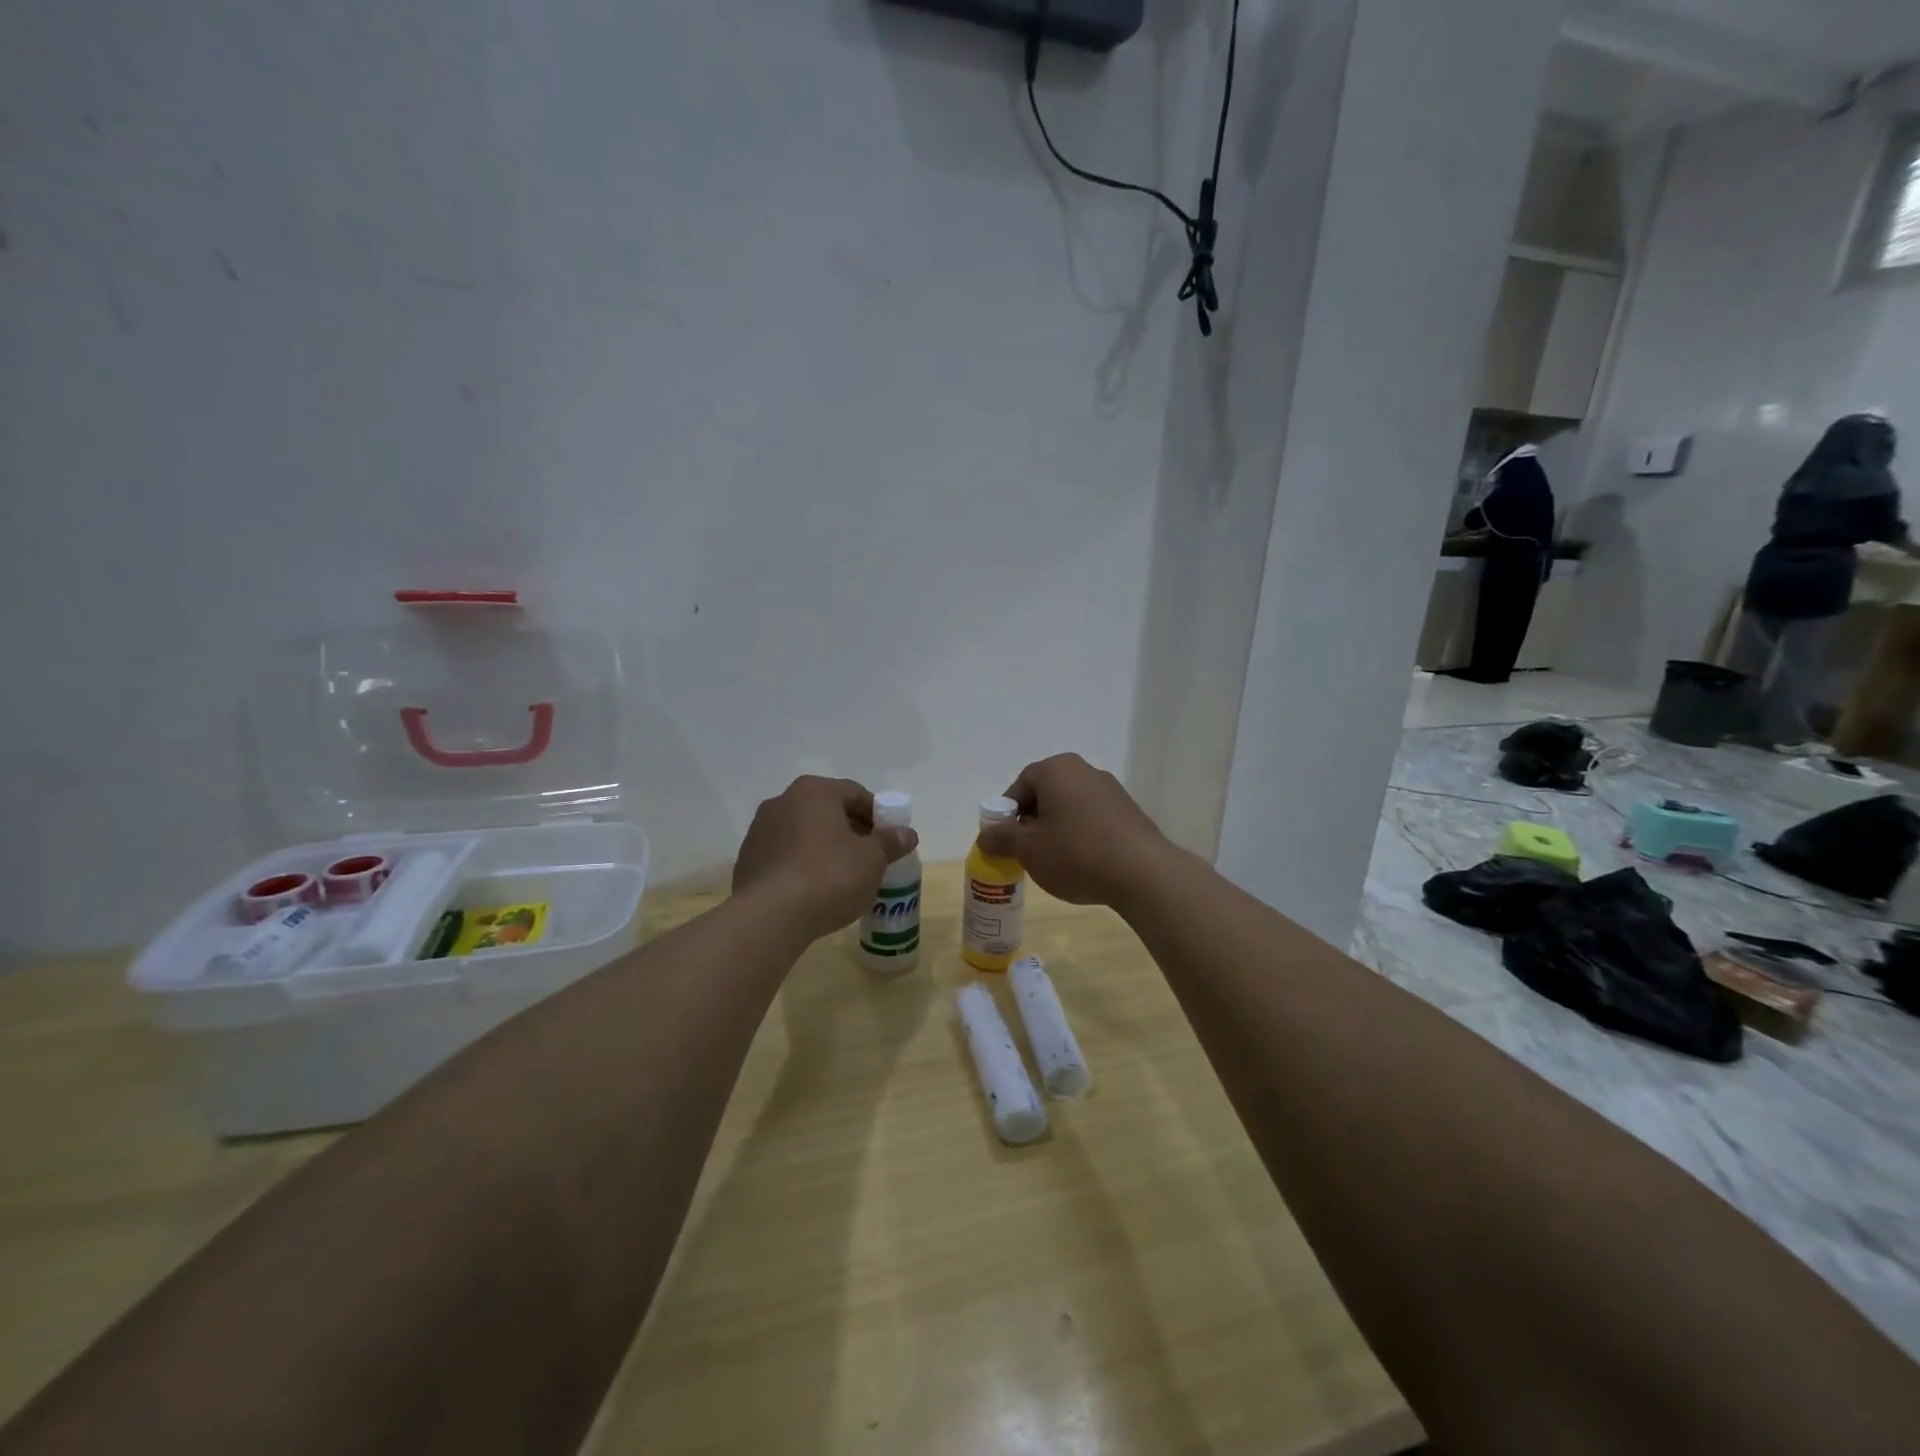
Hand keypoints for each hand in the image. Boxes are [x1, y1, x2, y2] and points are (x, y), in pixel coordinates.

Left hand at [733, 777, 917, 940]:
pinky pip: (785, 856)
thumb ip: (890, 842)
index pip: (855, 793)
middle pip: (827, 811)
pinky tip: (815, 891)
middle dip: (851, 831)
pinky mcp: (747, 861)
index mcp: (814, 791)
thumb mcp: (872, 860)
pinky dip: (802, 866)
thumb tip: (907, 833)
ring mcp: (759, 831)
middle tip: (870, 858)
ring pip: (804, 834)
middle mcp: (782, 802)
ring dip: (825, 848)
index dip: (877, 815)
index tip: (889, 839)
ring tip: (843, 878)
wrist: (770, 918)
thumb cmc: (828, 876)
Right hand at [976, 754, 1174, 906]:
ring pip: (1071, 807)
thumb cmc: (1076, 853)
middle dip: (1032, 821)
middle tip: (1026, 851)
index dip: (1008, 812)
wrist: (1142, 873)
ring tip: (1054, 861)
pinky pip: (1093, 819)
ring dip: (1057, 829)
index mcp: (1057, 769)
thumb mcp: (1028, 849)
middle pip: (1047, 793)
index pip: (1021, 783)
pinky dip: (1081, 835)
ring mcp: (1112, 790)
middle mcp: (1085, 771)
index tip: (1005, 839)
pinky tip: (1083, 863)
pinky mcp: (1129, 812)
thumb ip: (1001, 838)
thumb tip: (985, 835)